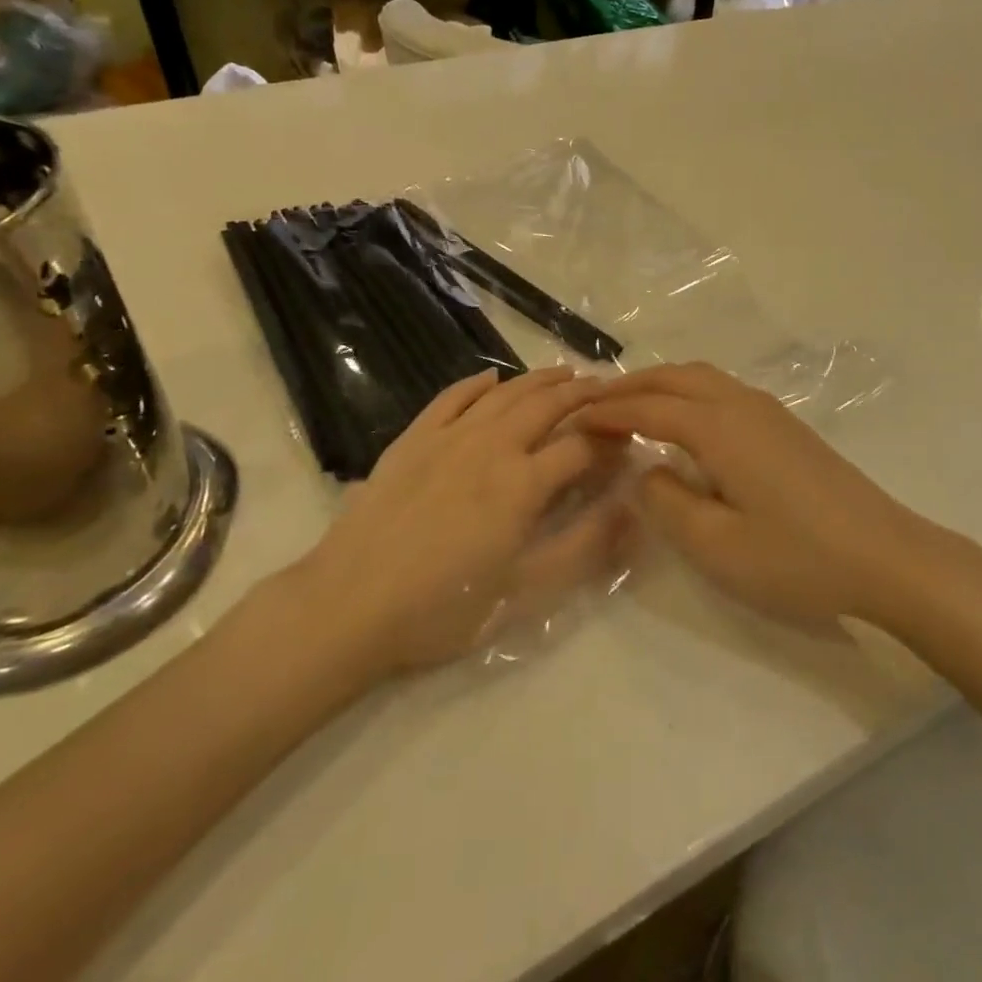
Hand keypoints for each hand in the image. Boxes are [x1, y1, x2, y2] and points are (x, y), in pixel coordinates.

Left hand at [287, 367, 622, 676]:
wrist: (349, 605)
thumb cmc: (442, 608)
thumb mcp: (524, 594)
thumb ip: (583, 549)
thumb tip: (632, 511)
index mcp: (523, 484)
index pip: (581, 447)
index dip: (610, 442)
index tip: (627, 441)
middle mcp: (492, 446)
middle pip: (547, 406)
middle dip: (582, 394)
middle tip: (605, 386)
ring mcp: (449, 436)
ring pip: (504, 393)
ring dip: (538, 379)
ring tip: (564, 372)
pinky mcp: (413, 438)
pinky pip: (451, 397)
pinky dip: (476, 382)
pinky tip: (491, 377)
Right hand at [580, 363, 936, 628]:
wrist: (887, 556)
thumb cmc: (798, 557)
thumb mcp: (717, 546)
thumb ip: (667, 503)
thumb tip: (646, 470)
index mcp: (718, 427)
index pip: (647, 408)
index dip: (606, 412)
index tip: (571, 420)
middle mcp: (740, 403)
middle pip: (673, 378)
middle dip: (628, 386)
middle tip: (592, 405)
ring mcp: (768, 410)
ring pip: (699, 377)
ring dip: (659, 384)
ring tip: (630, 407)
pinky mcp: (785, 425)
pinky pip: (720, 390)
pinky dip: (686, 392)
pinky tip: (683, 421)